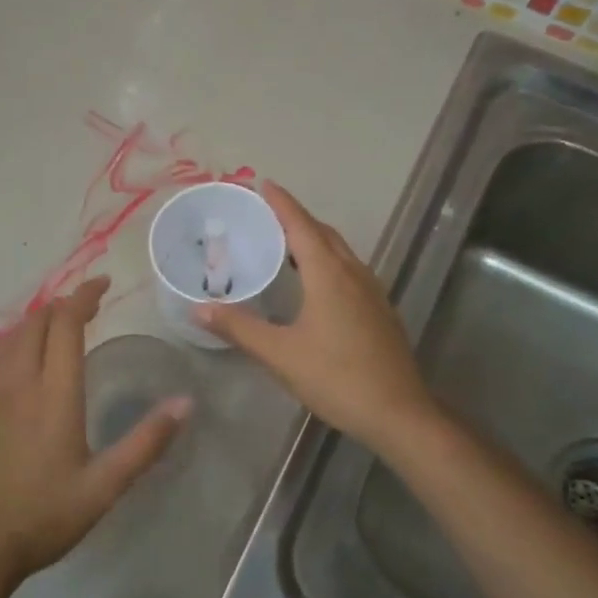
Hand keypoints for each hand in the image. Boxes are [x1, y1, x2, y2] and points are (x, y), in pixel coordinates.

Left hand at [0, 277, 190, 592]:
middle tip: (90, 303)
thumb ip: (146, 443)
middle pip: (36, 324)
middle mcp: (19, 384)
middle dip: (63, 304)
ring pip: (12, 339)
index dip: (83, 297)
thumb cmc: (43, 516)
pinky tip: (22, 358)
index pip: (65, 326)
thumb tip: (186, 403)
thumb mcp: (105, 486)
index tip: (103, 283)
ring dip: (38, 321)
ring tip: (61, 323)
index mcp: (53, 395)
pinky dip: (15, 343)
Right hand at [196, 182, 437, 453]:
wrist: (398, 413)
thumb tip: (199, 309)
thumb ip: (239, 328)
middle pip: (323, 234)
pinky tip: (315, 283)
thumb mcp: (280, 354)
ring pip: (340, 252)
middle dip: (296, 218)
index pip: (301, 226)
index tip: (263, 183)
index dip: (282, 203)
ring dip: (314, 239)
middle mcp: (354, 274)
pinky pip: (349, 270)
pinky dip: (327, 261)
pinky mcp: (380, 311)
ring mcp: (372, 292)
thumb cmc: (336, 378)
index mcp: (329, 275)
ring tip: (285, 243)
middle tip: (267, 213)